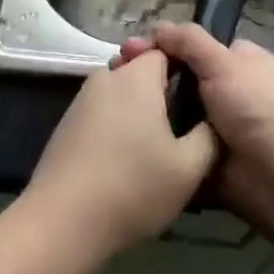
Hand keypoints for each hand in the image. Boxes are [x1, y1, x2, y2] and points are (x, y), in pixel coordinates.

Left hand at [23, 49, 219, 262]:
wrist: (61, 222)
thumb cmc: (132, 188)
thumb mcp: (188, 168)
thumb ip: (209, 136)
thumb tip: (213, 119)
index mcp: (137, 77)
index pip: (166, 51)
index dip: (186, 70)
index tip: (199, 99)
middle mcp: (107, 76)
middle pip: (141, 70)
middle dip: (161, 92)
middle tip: (180, 128)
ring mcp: (82, 99)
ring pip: (120, 92)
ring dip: (137, 111)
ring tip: (154, 148)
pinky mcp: (67, 123)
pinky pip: (102, 111)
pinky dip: (116, 125)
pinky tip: (123, 160)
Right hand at [119, 23, 273, 230]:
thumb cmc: (257, 108)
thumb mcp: (225, 63)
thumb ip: (191, 42)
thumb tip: (158, 27)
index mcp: (238, 61)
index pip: (193, 46)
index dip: (162, 46)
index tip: (128, 50)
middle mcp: (226, 89)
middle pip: (180, 77)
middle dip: (149, 75)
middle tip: (114, 73)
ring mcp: (214, 126)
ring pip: (173, 111)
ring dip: (148, 109)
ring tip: (111, 102)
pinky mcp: (202, 158)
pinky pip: (173, 143)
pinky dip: (154, 139)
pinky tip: (124, 133)